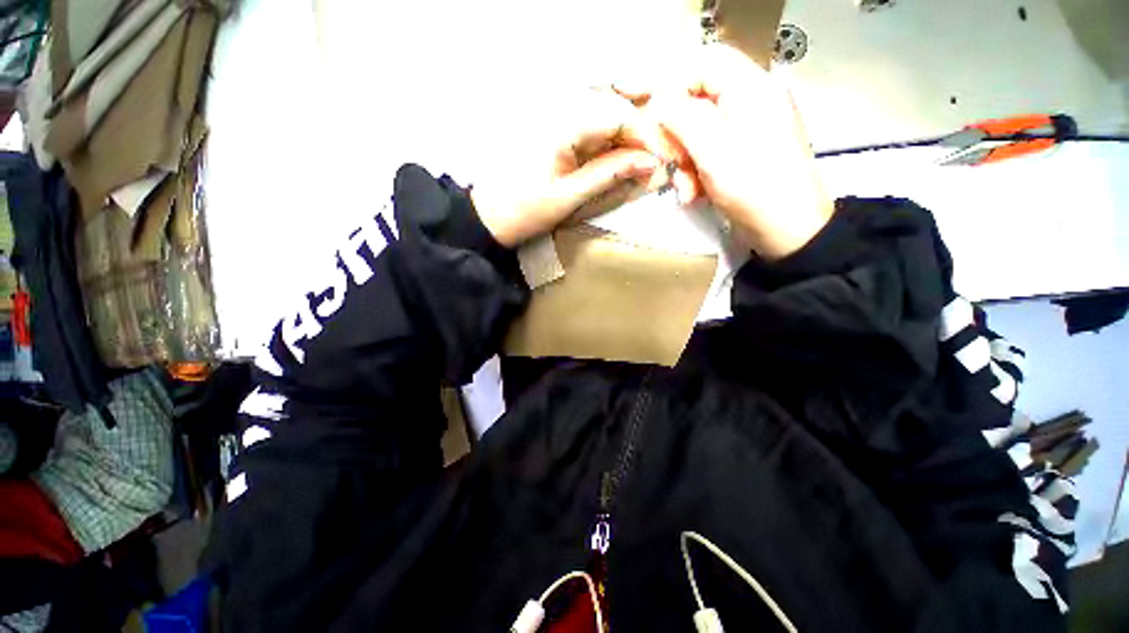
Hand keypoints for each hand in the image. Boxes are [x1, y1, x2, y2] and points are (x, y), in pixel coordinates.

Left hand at [471, 88, 671, 247]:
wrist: (489, 216)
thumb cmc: (525, 210)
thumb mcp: (570, 196)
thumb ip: (609, 174)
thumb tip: (649, 163)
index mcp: (563, 125)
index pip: (618, 115)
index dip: (645, 136)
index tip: (662, 161)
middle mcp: (561, 113)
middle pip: (614, 113)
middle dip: (640, 138)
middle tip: (657, 165)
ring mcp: (557, 123)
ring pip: (605, 122)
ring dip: (627, 143)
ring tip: (642, 167)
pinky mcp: (556, 137)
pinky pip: (591, 134)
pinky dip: (610, 149)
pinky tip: (619, 164)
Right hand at [640, 44, 834, 259]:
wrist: (788, 231)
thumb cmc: (754, 187)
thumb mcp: (713, 151)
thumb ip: (682, 118)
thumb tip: (658, 100)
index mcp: (752, 88)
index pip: (705, 63)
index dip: (674, 86)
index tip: (654, 119)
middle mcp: (752, 102)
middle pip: (699, 102)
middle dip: (678, 138)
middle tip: (669, 163)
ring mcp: (749, 130)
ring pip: (700, 133)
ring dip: (684, 163)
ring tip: (685, 191)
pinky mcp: (744, 154)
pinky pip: (710, 153)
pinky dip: (697, 173)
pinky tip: (694, 195)